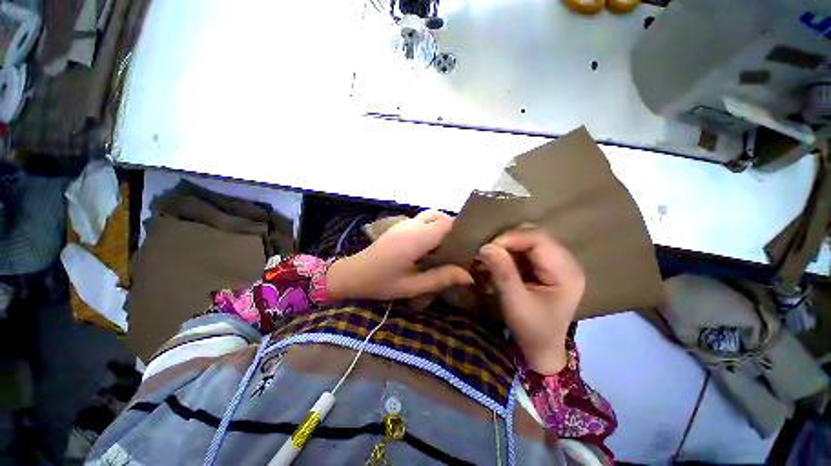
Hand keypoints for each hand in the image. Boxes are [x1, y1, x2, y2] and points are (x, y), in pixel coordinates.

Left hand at [326, 210, 472, 300]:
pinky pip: (423, 220)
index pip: (447, 224)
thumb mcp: (412, 286)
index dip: (462, 231)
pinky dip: (433, 228)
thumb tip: (469, 275)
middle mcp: (412, 225)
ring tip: (448, 248)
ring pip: (432, 216)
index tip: (471, 246)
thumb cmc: (381, 282)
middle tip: (460, 250)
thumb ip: (440, 278)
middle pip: (441, 217)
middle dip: (454, 230)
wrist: (353, 273)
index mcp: (416, 238)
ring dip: (443, 227)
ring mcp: (405, 223)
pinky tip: (432, 247)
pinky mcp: (400, 226)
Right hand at [478, 228, 584, 374]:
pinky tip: (499, 263)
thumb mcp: (515, 303)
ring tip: (490, 258)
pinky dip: (509, 253)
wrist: (543, 349)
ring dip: (507, 247)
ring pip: (529, 240)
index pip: (538, 239)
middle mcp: (566, 262)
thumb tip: (486, 246)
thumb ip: (502, 273)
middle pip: (535, 236)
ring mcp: (558, 263)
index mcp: (566, 272)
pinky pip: (526, 250)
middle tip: (487, 253)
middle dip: (507, 242)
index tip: (486, 248)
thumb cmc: (532, 330)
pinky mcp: (547, 267)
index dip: (511, 238)